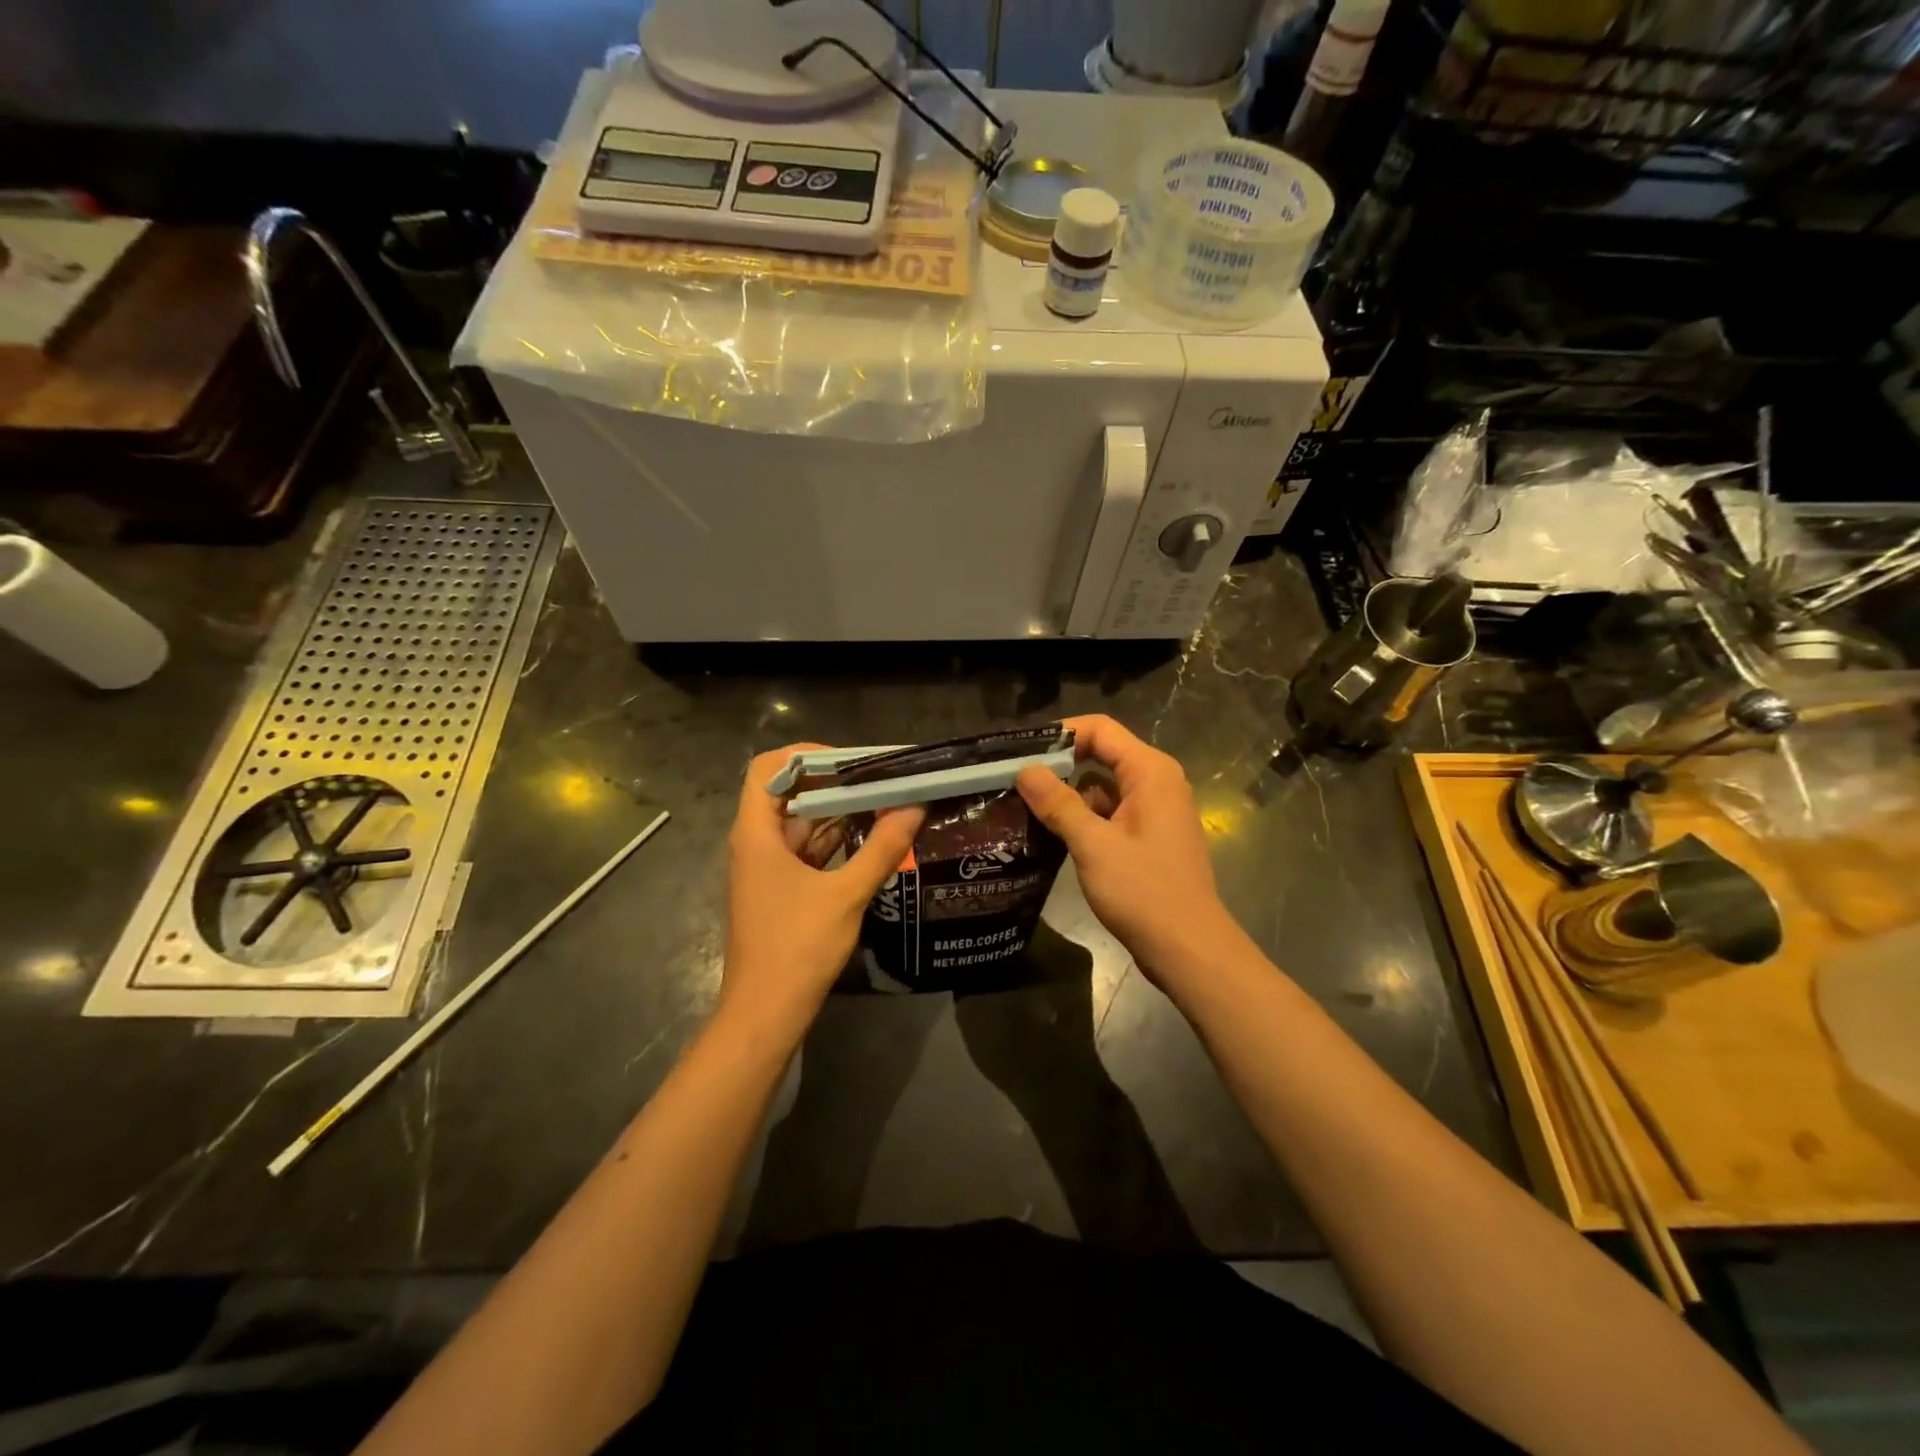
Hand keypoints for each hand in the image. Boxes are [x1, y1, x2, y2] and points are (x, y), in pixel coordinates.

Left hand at [721, 745, 923, 1046]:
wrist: (765, 1013)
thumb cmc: (797, 948)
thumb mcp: (846, 895)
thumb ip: (882, 849)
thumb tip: (914, 808)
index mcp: (757, 833)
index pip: (768, 768)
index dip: (806, 755)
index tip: (850, 761)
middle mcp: (756, 842)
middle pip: (788, 793)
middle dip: (834, 781)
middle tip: (880, 777)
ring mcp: (767, 868)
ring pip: (801, 823)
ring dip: (839, 811)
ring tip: (884, 800)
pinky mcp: (780, 889)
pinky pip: (807, 850)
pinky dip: (836, 839)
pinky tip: (872, 837)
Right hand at [1016, 715, 1241, 988]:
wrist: (1188, 949)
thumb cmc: (1144, 891)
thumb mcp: (1093, 844)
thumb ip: (1058, 804)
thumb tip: (1025, 770)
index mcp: (1150, 772)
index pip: (1100, 729)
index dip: (1060, 733)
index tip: (1021, 750)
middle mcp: (1157, 783)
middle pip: (1102, 754)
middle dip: (1060, 763)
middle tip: (1015, 777)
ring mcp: (1154, 812)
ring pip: (1103, 787)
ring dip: (1068, 794)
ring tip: (1023, 804)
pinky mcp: (1148, 838)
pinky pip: (1110, 813)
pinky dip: (1083, 818)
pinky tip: (1051, 833)